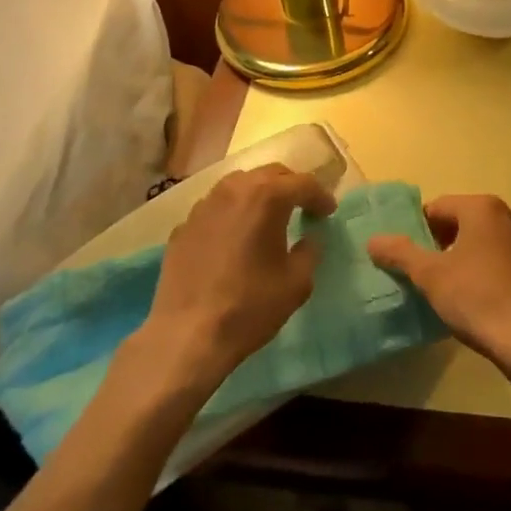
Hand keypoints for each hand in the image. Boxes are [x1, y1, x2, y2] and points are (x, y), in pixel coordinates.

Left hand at [135, 163, 335, 394]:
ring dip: (258, 194)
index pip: (303, 183)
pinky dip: (231, 214)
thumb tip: (308, 239)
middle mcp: (234, 190)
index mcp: (267, 197)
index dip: (320, 196)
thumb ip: (309, 252)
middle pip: (270, 174)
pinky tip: (233, 238)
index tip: (328, 212)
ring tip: (267, 217)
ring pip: (238, 185)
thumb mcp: (296, 283)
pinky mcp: (183, 226)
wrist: (188, 335)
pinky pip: (214, 209)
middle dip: (290, 186)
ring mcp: (203, 206)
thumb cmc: (250, 306)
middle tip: (302, 206)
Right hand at [367, 193, 510, 370]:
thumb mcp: (429, 276)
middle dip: (444, 241)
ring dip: (468, 254)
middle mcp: (510, 214)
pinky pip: (506, 258)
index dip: (420, 230)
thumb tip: (373, 240)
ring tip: (454, 285)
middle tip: (429, 272)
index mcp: (483, 207)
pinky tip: (481, 296)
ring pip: (487, 239)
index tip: (411, 257)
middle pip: (464, 220)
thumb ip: (400, 253)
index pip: (439, 208)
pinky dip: (490, 268)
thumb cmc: (476, 297)